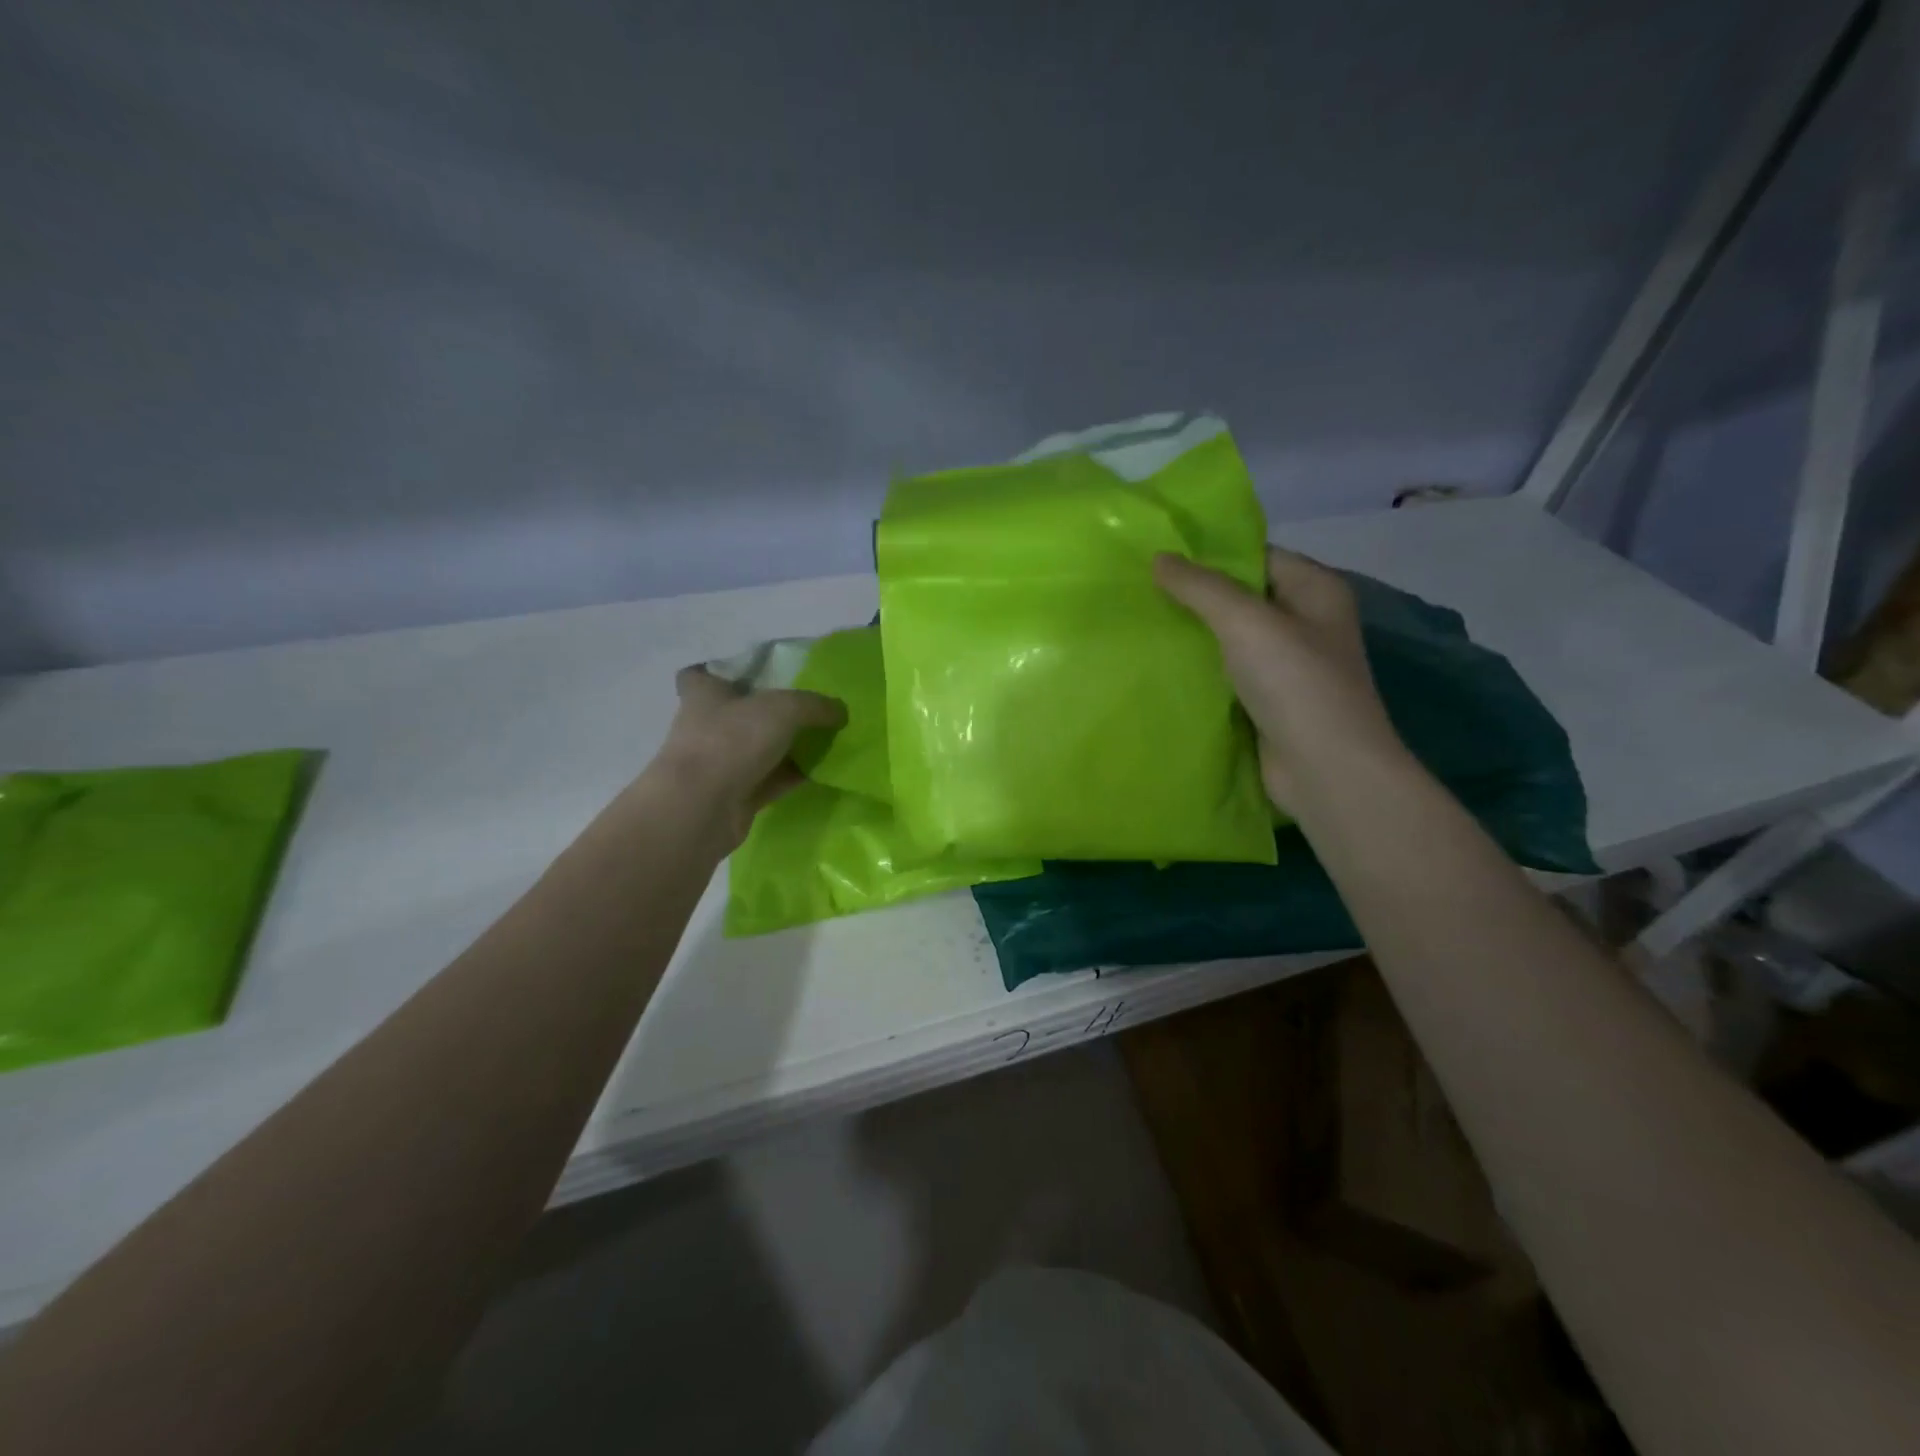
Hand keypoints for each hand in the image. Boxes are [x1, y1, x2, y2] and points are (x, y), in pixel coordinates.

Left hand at [647, 666, 846, 843]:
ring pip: (758, 748)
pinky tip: (822, 771)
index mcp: (705, 693)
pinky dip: (792, 775)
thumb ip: (815, 706)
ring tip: (826, 739)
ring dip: (786, 746)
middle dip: (768, 711)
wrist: (701, 808)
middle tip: (808, 708)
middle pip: (739, 712)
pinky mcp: (735, 795)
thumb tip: (840, 711)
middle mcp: (707, 725)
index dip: (722, 672)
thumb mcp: (784, 708)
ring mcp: (720, 763)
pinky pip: (771, 779)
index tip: (751, 675)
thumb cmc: (731, 740)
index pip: (701, 674)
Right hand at [1154, 547, 1406, 810]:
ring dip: (1194, 638)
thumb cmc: (1295, 684)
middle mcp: (1306, 623)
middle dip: (1196, 598)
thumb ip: (1201, 588)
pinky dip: (1201, 673)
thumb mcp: (1246, 622)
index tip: (1159, 557)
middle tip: (1141, 592)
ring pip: (1231, 641)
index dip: (1211, 555)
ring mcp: (1288, 667)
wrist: (1324, 770)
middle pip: (1243, 599)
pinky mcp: (1269, 703)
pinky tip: (1162, 669)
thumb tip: (1159, 558)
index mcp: (1316, 590)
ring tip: (1143, 626)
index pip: (1258, 557)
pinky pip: (1228, 676)